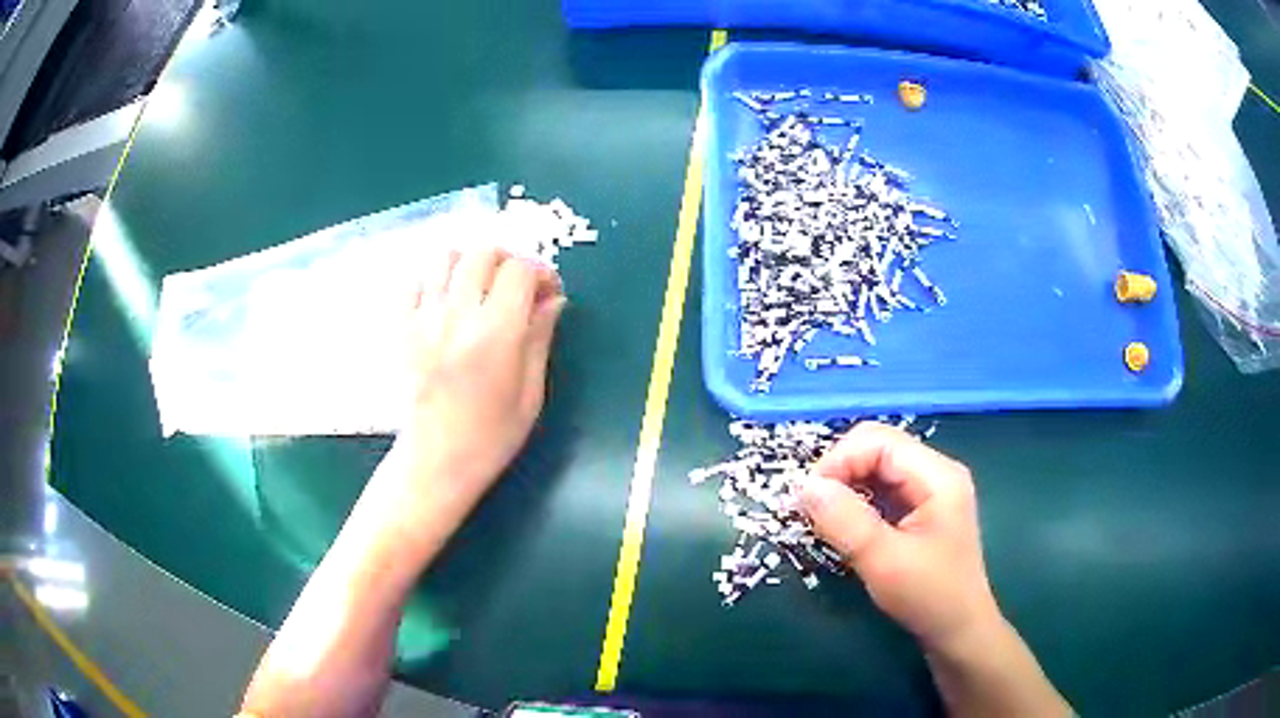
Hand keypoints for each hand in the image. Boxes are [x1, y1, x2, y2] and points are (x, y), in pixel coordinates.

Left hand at [395, 245, 564, 514]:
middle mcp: (458, 314)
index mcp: (497, 332)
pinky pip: (414, 282)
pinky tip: (444, 303)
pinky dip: (433, 281)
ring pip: (445, 257)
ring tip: (477, 288)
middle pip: (483, 253)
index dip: (541, 272)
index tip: (548, 292)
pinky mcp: (401, 327)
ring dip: (469, 264)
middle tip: (515, 286)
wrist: (435, 460)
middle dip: (507, 261)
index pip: (520, 271)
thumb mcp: (531, 394)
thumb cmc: (491, 436)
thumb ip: (540, 338)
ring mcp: (424, 317)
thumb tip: (553, 300)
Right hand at [799, 422, 1000, 652]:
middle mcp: (935, 472)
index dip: (838, 460)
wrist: (958, 632)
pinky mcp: (921, 510)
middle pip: (877, 448)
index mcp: (937, 475)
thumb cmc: (929, 597)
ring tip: (821, 518)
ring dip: (845, 487)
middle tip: (811, 508)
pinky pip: (881, 490)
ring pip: (876, 468)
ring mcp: (929, 490)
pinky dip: (856, 502)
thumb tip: (804, 487)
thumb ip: (845, 521)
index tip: (807, 498)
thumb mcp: (884, 561)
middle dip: (839, 471)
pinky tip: (843, 526)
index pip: (878, 441)